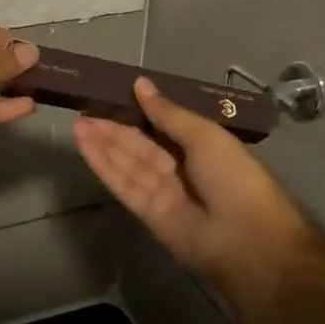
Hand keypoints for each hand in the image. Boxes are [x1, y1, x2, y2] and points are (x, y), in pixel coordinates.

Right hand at [73, 77, 313, 291]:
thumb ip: (168, 113)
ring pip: (128, 163)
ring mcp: (164, 192)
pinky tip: (85, 147)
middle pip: (141, 145)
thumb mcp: (204, 135)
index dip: (138, 112)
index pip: (163, 125)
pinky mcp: (148, 214)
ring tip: (78, 124)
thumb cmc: (234, 177)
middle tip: (85, 111)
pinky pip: (124, 185)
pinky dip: (104, 166)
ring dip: (103, 144)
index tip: (112, 96)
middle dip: (114, 128)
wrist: (246, 239)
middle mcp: (181, 168)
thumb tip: (141, 83)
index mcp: (202, 147)